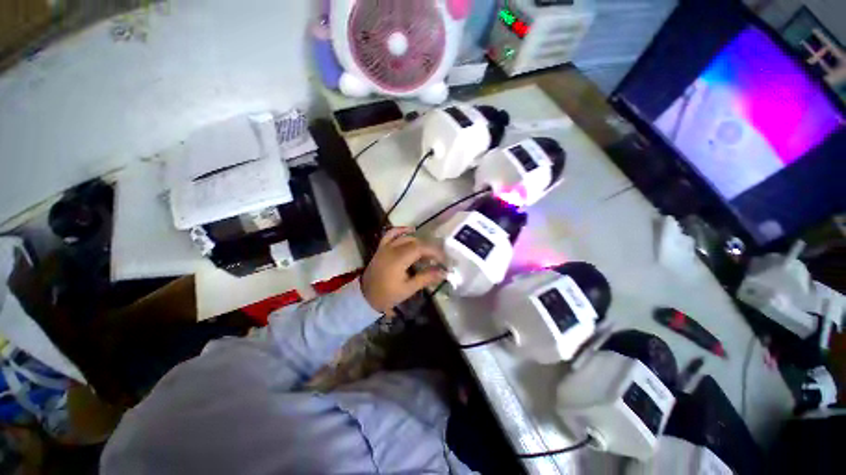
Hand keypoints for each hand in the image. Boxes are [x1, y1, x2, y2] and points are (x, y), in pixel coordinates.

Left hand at [361, 227, 445, 315]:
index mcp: (398, 259)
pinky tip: (411, 230)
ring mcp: (385, 247)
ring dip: (418, 242)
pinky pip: (391, 234)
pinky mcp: (381, 247)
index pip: (420, 248)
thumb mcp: (408, 289)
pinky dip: (401, 230)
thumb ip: (426, 278)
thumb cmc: (387, 295)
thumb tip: (443, 272)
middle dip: (428, 249)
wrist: (365, 297)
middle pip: (415, 242)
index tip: (443, 259)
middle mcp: (392, 249)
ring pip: (405, 238)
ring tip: (427, 252)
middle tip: (437, 259)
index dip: (434, 251)